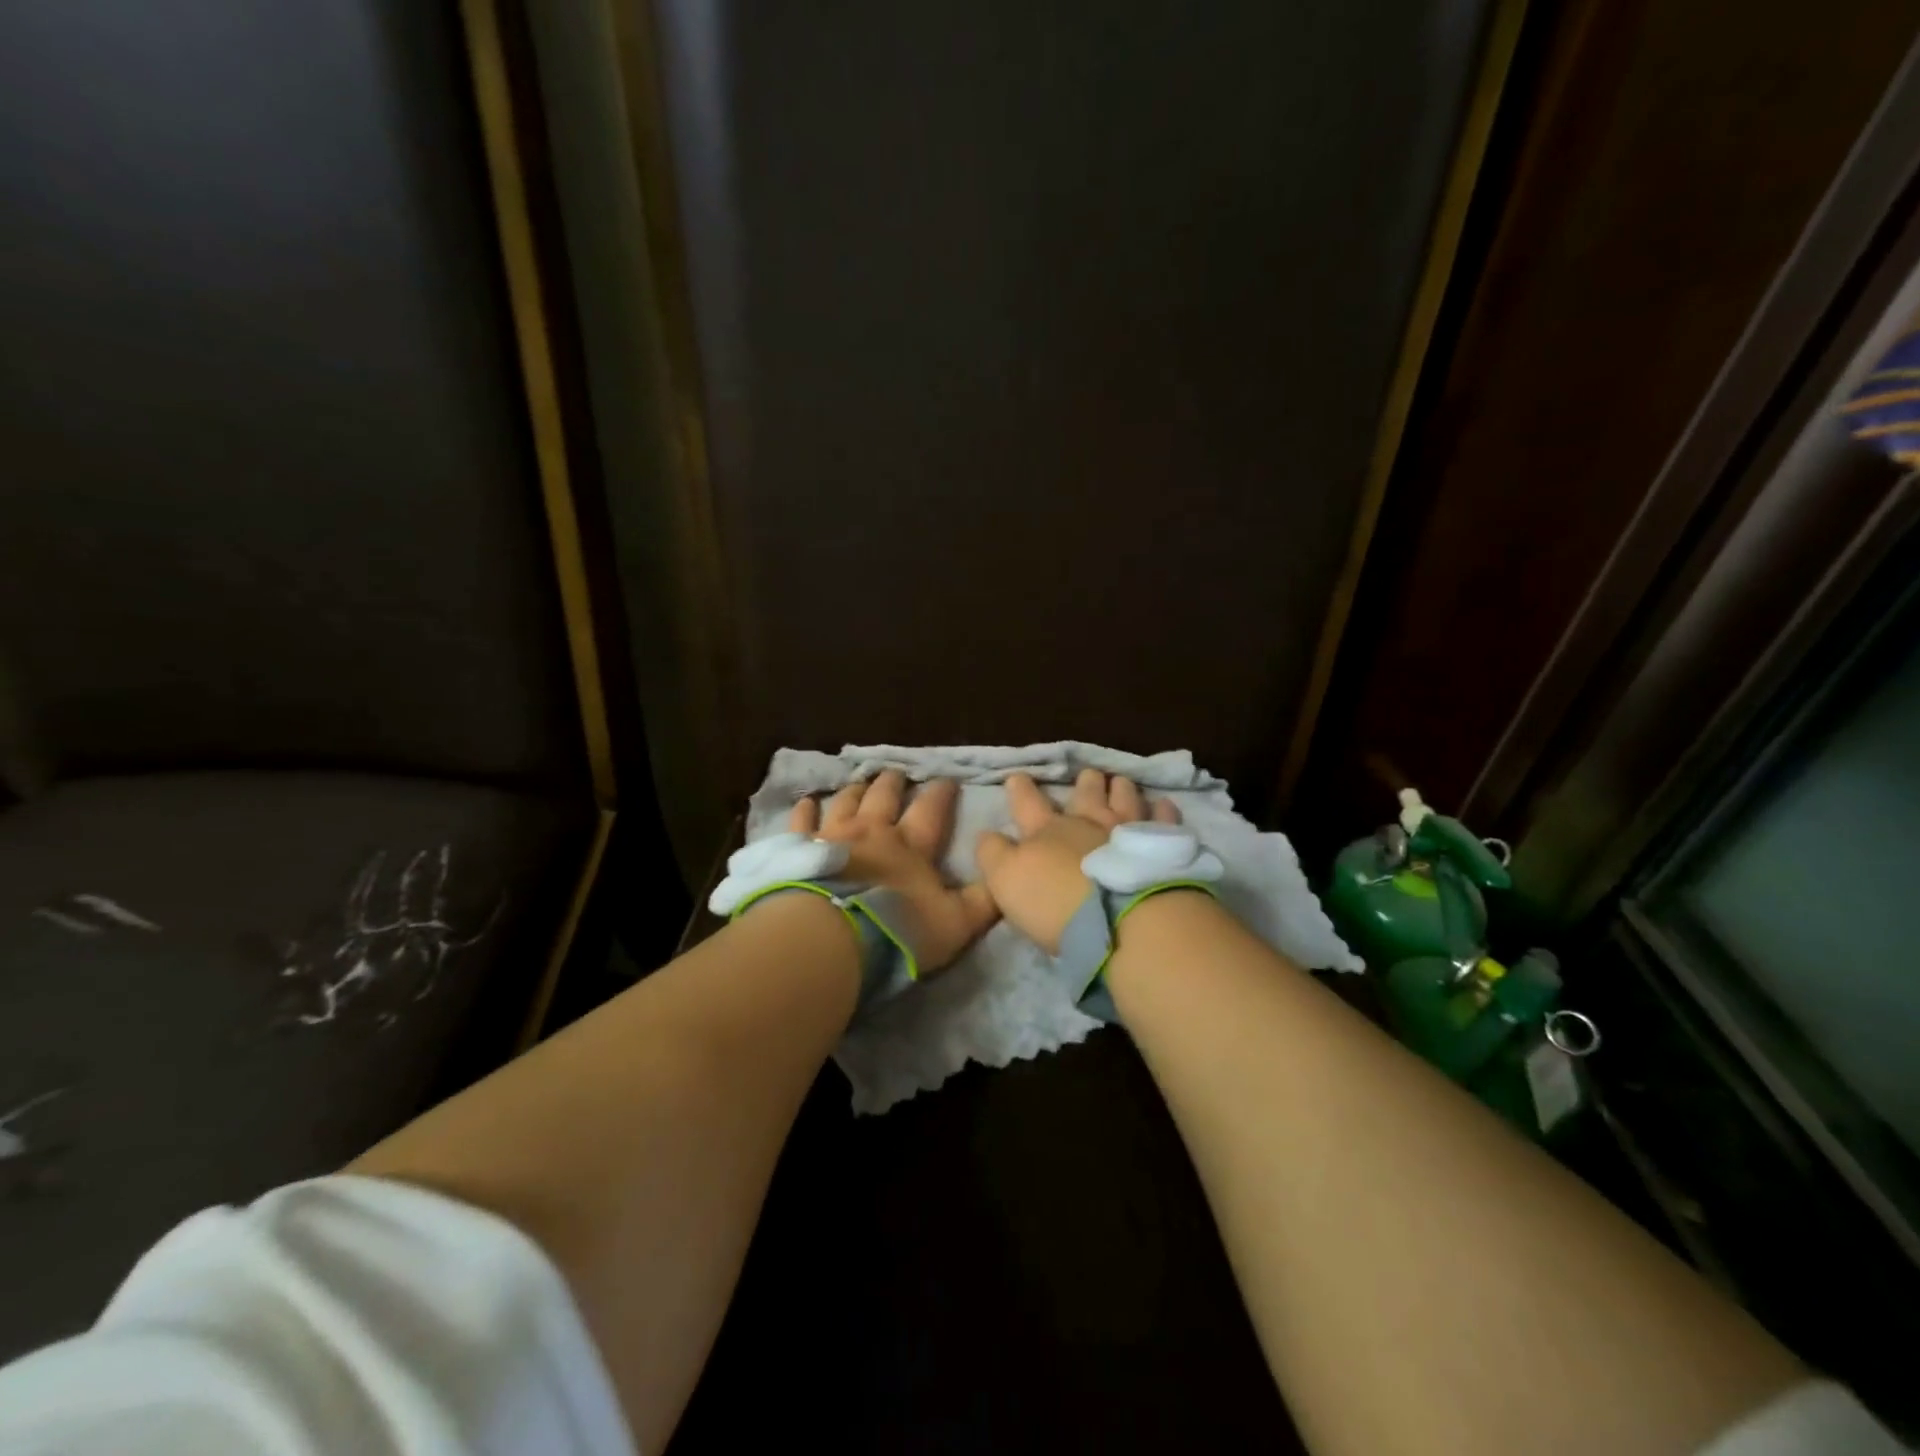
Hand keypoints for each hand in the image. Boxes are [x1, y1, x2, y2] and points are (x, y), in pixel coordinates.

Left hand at [790, 770, 996, 974]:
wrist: (832, 937)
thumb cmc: (898, 929)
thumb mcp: (956, 923)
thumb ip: (983, 901)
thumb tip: (1006, 878)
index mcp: (911, 846)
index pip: (931, 811)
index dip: (941, 794)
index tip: (947, 779)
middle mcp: (872, 831)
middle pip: (884, 797)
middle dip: (894, 783)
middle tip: (898, 773)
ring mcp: (833, 836)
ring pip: (846, 802)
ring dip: (856, 790)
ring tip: (860, 781)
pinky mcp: (801, 850)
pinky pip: (803, 823)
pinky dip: (805, 811)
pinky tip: (806, 802)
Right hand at [974, 769, 1180, 952]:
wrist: (1121, 919)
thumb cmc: (1056, 902)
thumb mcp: (1005, 881)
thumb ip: (993, 854)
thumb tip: (987, 834)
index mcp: (1046, 830)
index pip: (1027, 803)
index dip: (1020, 789)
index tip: (1017, 776)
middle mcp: (1087, 821)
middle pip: (1085, 793)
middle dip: (1084, 782)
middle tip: (1087, 775)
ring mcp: (1128, 830)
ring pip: (1125, 797)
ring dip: (1121, 788)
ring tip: (1121, 781)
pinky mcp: (1161, 846)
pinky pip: (1164, 820)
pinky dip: (1162, 810)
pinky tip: (1163, 804)